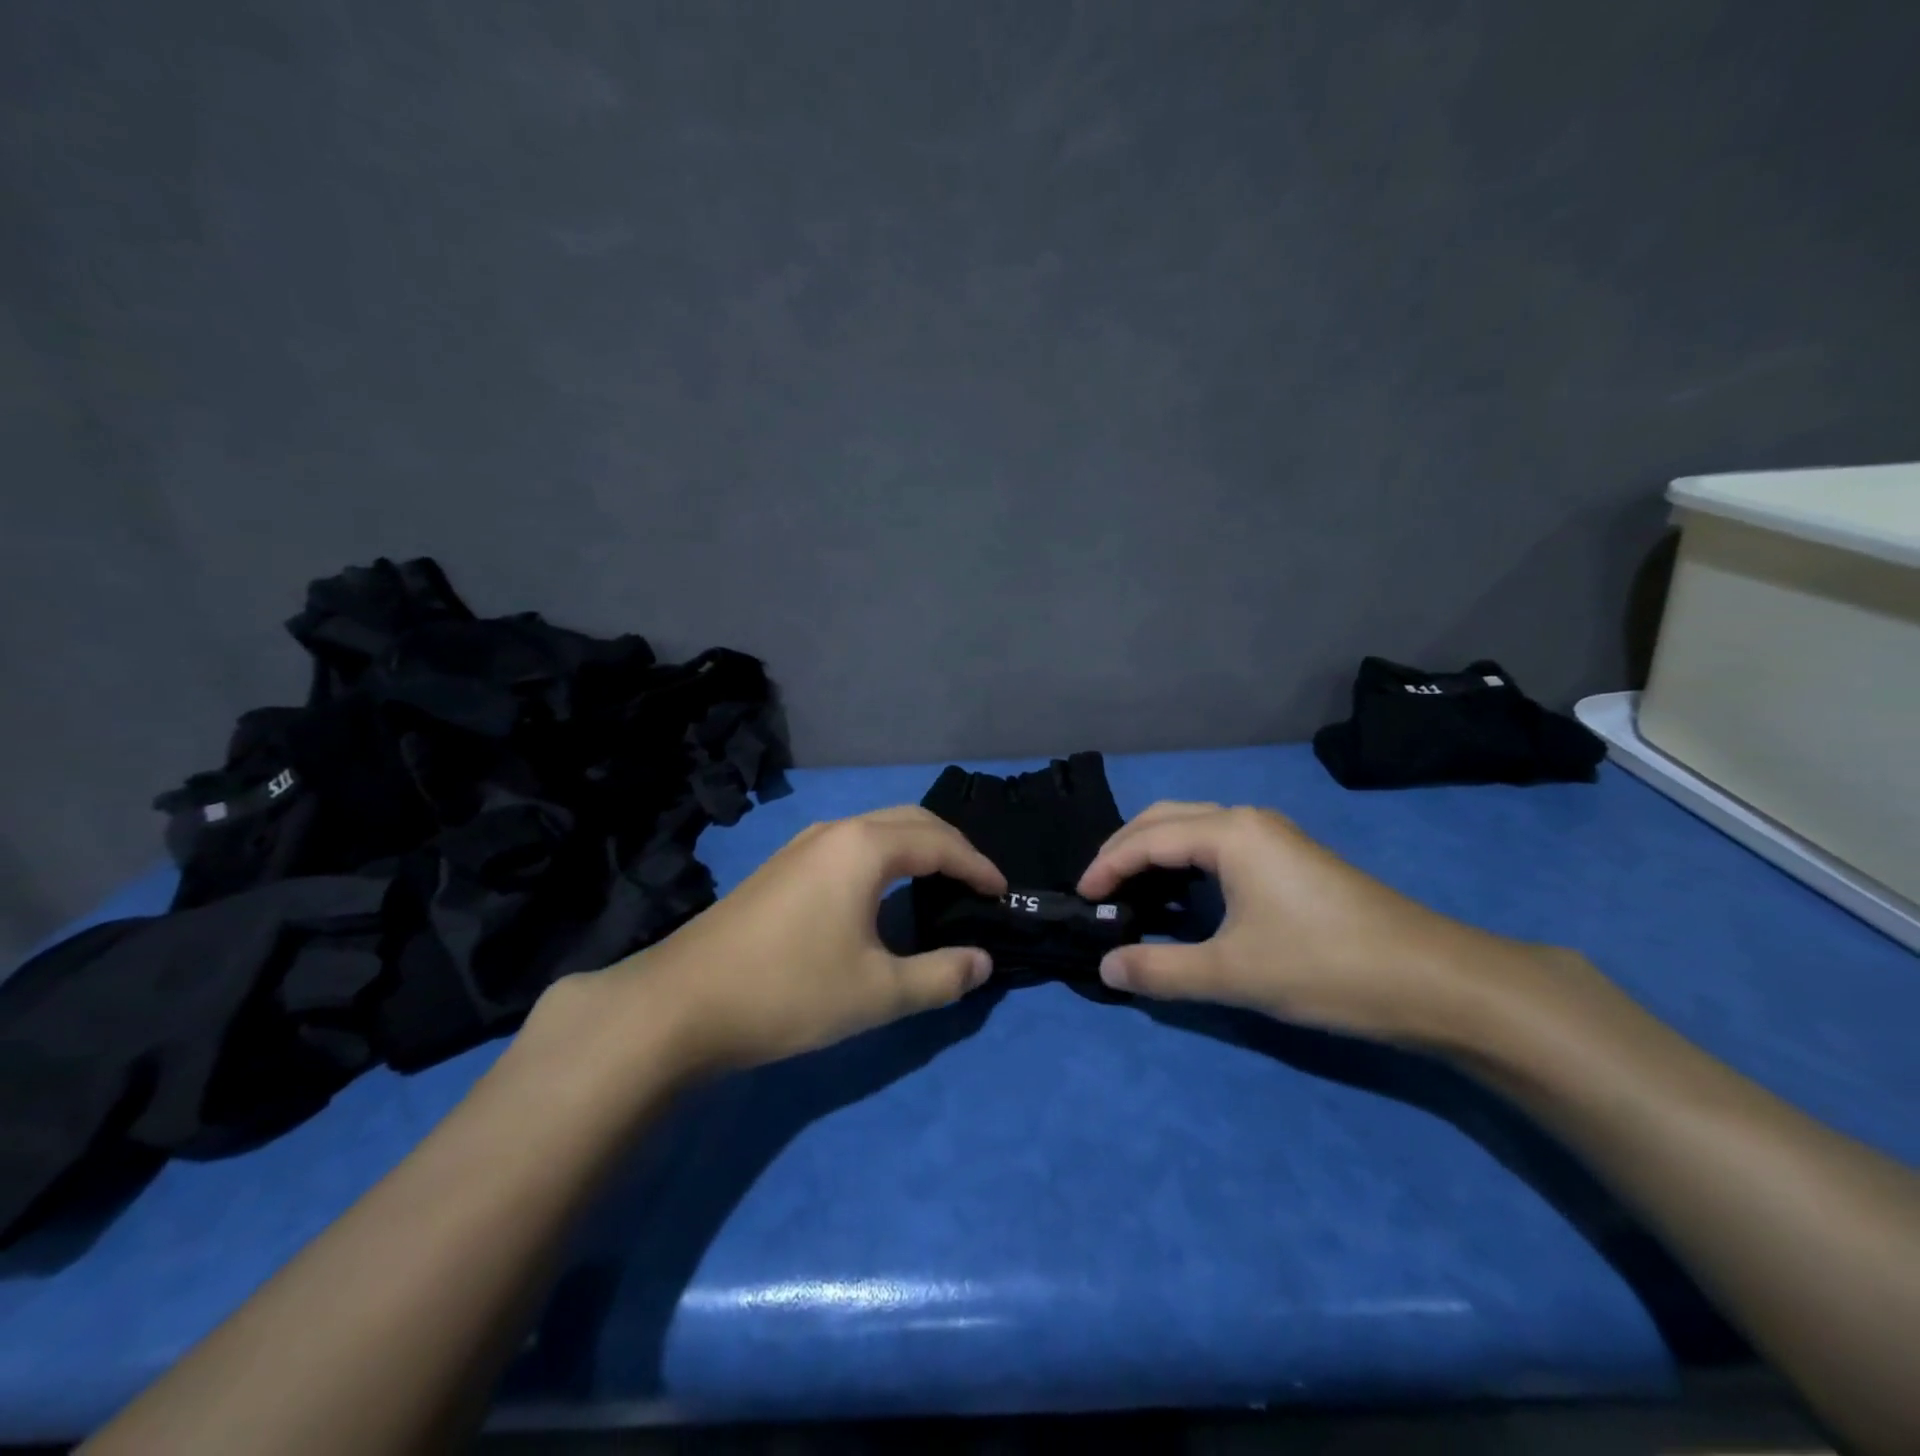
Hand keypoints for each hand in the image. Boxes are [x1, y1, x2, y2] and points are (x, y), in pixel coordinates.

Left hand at [550, 807, 1006, 1078]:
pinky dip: (885, 856)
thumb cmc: (789, 992)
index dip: (978, 866)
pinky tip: (881, 892)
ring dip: (916, 846)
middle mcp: (835, 831)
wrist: (681, 1005)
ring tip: (938, 882)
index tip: (1002, 893)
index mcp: (864, 847)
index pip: (940, 843)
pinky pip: (851, 844)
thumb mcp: (878, 993)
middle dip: (951, 845)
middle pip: (910, 821)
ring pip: (877, 828)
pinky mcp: (781, 867)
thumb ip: (940, 976)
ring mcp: (801, 845)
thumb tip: (982, 961)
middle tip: (976, 882)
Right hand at [1077, 802, 1554, 1047]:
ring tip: (1130, 888)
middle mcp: (1248, 821)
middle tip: (1098, 886)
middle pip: (1167, 818)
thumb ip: (1161, 970)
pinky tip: (1183, 894)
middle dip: (1125, 848)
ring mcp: (1275, 837)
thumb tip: (1105, 968)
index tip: (1080, 897)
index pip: (1147, 838)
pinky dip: (1186, 860)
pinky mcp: (1293, 859)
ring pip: (1196, 828)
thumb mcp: (1233, 973)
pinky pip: (1220, 844)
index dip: (1106, 865)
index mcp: (1230, 833)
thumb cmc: (1326, 966)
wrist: (1437, 980)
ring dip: (1156, 851)